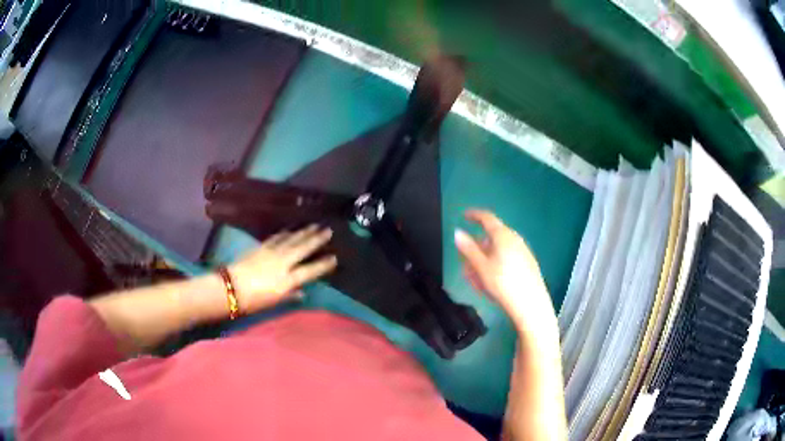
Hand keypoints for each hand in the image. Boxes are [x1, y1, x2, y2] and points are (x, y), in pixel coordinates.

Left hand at [228, 224, 336, 312]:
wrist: (232, 287)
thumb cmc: (255, 301)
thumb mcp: (275, 302)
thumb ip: (291, 295)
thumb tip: (302, 292)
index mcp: (288, 279)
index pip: (311, 270)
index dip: (323, 264)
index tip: (334, 258)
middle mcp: (283, 263)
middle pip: (303, 249)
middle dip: (316, 239)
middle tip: (328, 231)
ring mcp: (272, 253)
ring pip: (291, 239)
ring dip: (303, 232)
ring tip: (314, 225)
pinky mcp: (261, 247)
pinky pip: (276, 238)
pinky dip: (285, 233)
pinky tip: (290, 230)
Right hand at [454, 210, 556, 336]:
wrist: (530, 304)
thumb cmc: (503, 284)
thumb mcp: (481, 267)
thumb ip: (468, 249)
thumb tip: (458, 233)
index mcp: (503, 236)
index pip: (487, 218)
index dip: (474, 215)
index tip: (463, 216)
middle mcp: (515, 239)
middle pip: (492, 237)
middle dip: (477, 248)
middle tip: (465, 263)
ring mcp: (523, 251)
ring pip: (498, 250)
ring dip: (484, 259)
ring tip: (476, 279)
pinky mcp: (528, 264)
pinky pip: (507, 258)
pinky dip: (495, 264)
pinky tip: (491, 282)